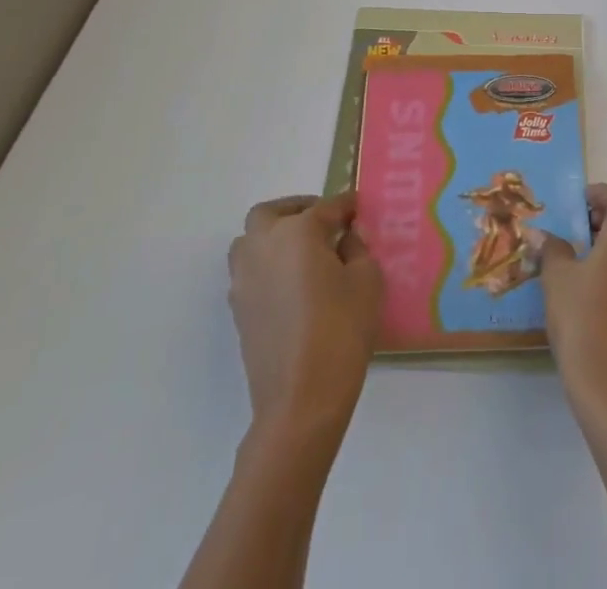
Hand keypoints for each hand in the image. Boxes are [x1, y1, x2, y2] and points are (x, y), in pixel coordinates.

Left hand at [225, 193, 382, 442]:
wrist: (301, 400)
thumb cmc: (341, 330)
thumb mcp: (367, 280)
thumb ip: (357, 248)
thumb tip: (345, 237)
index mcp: (298, 231)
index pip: (326, 207)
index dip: (346, 206)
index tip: (359, 207)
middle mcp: (264, 245)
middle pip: (272, 213)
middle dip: (297, 210)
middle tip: (323, 224)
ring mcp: (245, 279)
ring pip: (251, 241)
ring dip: (274, 237)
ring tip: (303, 253)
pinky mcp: (239, 310)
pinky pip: (250, 272)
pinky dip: (267, 266)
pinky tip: (291, 285)